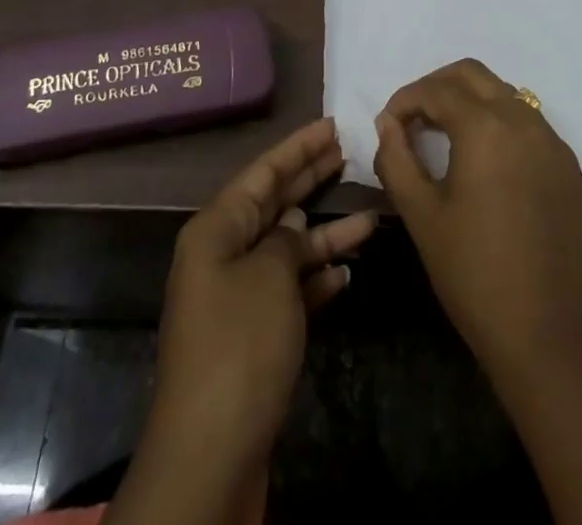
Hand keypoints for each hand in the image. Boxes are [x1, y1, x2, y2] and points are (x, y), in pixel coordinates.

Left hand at [122, 117, 376, 520]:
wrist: (210, 456)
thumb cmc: (239, 347)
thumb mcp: (269, 277)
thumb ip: (287, 241)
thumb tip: (294, 226)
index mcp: (216, 230)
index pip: (262, 173)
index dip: (298, 147)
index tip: (332, 125)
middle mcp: (223, 255)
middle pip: (273, 204)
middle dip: (311, 180)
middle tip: (350, 153)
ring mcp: (237, 297)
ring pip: (287, 249)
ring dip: (325, 236)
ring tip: (371, 218)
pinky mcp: (253, 337)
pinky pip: (289, 291)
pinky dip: (316, 280)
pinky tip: (347, 273)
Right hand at [373, 59, 581, 385]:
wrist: (552, 341)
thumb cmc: (474, 275)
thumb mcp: (421, 216)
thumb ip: (397, 159)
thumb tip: (387, 124)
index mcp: (486, 127)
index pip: (436, 89)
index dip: (405, 99)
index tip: (387, 124)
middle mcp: (526, 122)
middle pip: (475, 75)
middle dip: (438, 85)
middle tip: (415, 117)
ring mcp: (557, 146)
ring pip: (508, 97)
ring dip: (473, 104)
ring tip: (448, 139)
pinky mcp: (574, 173)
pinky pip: (533, 130)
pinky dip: (504, 130)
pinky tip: (490, 169)